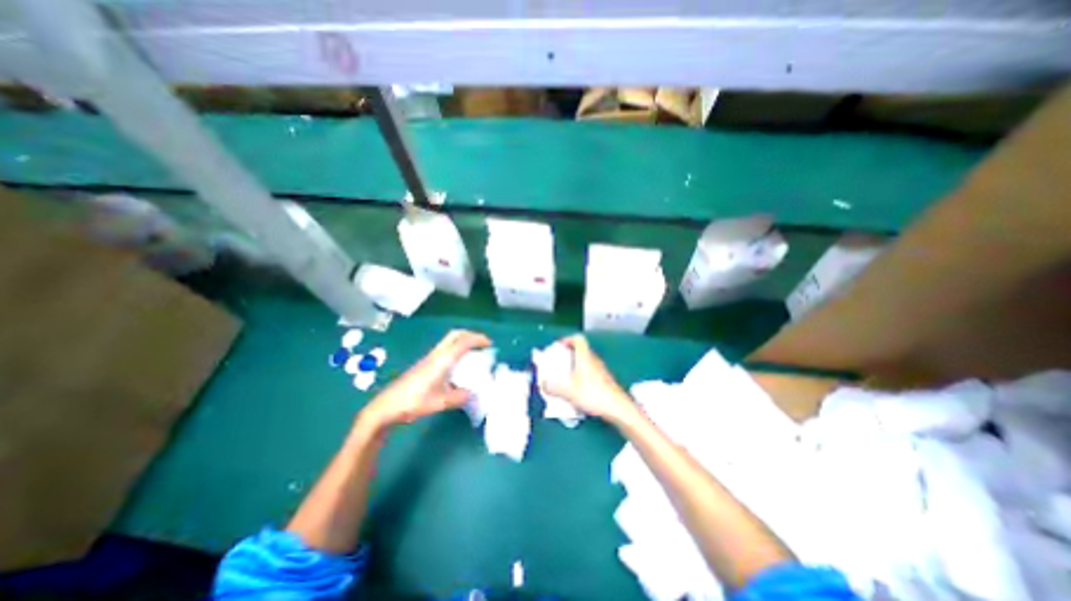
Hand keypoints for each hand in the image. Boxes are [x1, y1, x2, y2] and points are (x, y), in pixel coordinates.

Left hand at [358, 329, 492, 432]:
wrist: (386, 407)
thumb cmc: (413, 402)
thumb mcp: (440, 402)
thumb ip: (459, 397)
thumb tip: (473, 394)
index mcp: (442, 360)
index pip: (463, 342)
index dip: (478, 339)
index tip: (490, 344)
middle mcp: (436, 355)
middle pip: (455, 335)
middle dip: (470, 335)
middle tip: (482, 344)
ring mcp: (429, 358)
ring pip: (449, 341)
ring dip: (463, 341)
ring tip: (474, 353)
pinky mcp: (424, 364)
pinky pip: (445, 349)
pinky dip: (456, 349)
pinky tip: (458, 364)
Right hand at [544, 336, 633, 423]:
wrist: (618, 407)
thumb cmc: (593, 394)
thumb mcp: (569, 392)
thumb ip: (554, 388)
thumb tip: (543, 385)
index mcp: (585, 357)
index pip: (578, 339)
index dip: (567, 339)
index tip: (558, 346)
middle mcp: (594, 359)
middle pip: (581, 349)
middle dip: (568, 354)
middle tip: (558, 362)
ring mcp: (601, 369)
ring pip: (586, 361)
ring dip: (575, 364)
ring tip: (565, 375)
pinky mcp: (605, 379)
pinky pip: (590, 371)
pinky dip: (582, 374)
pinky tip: (577, 387)